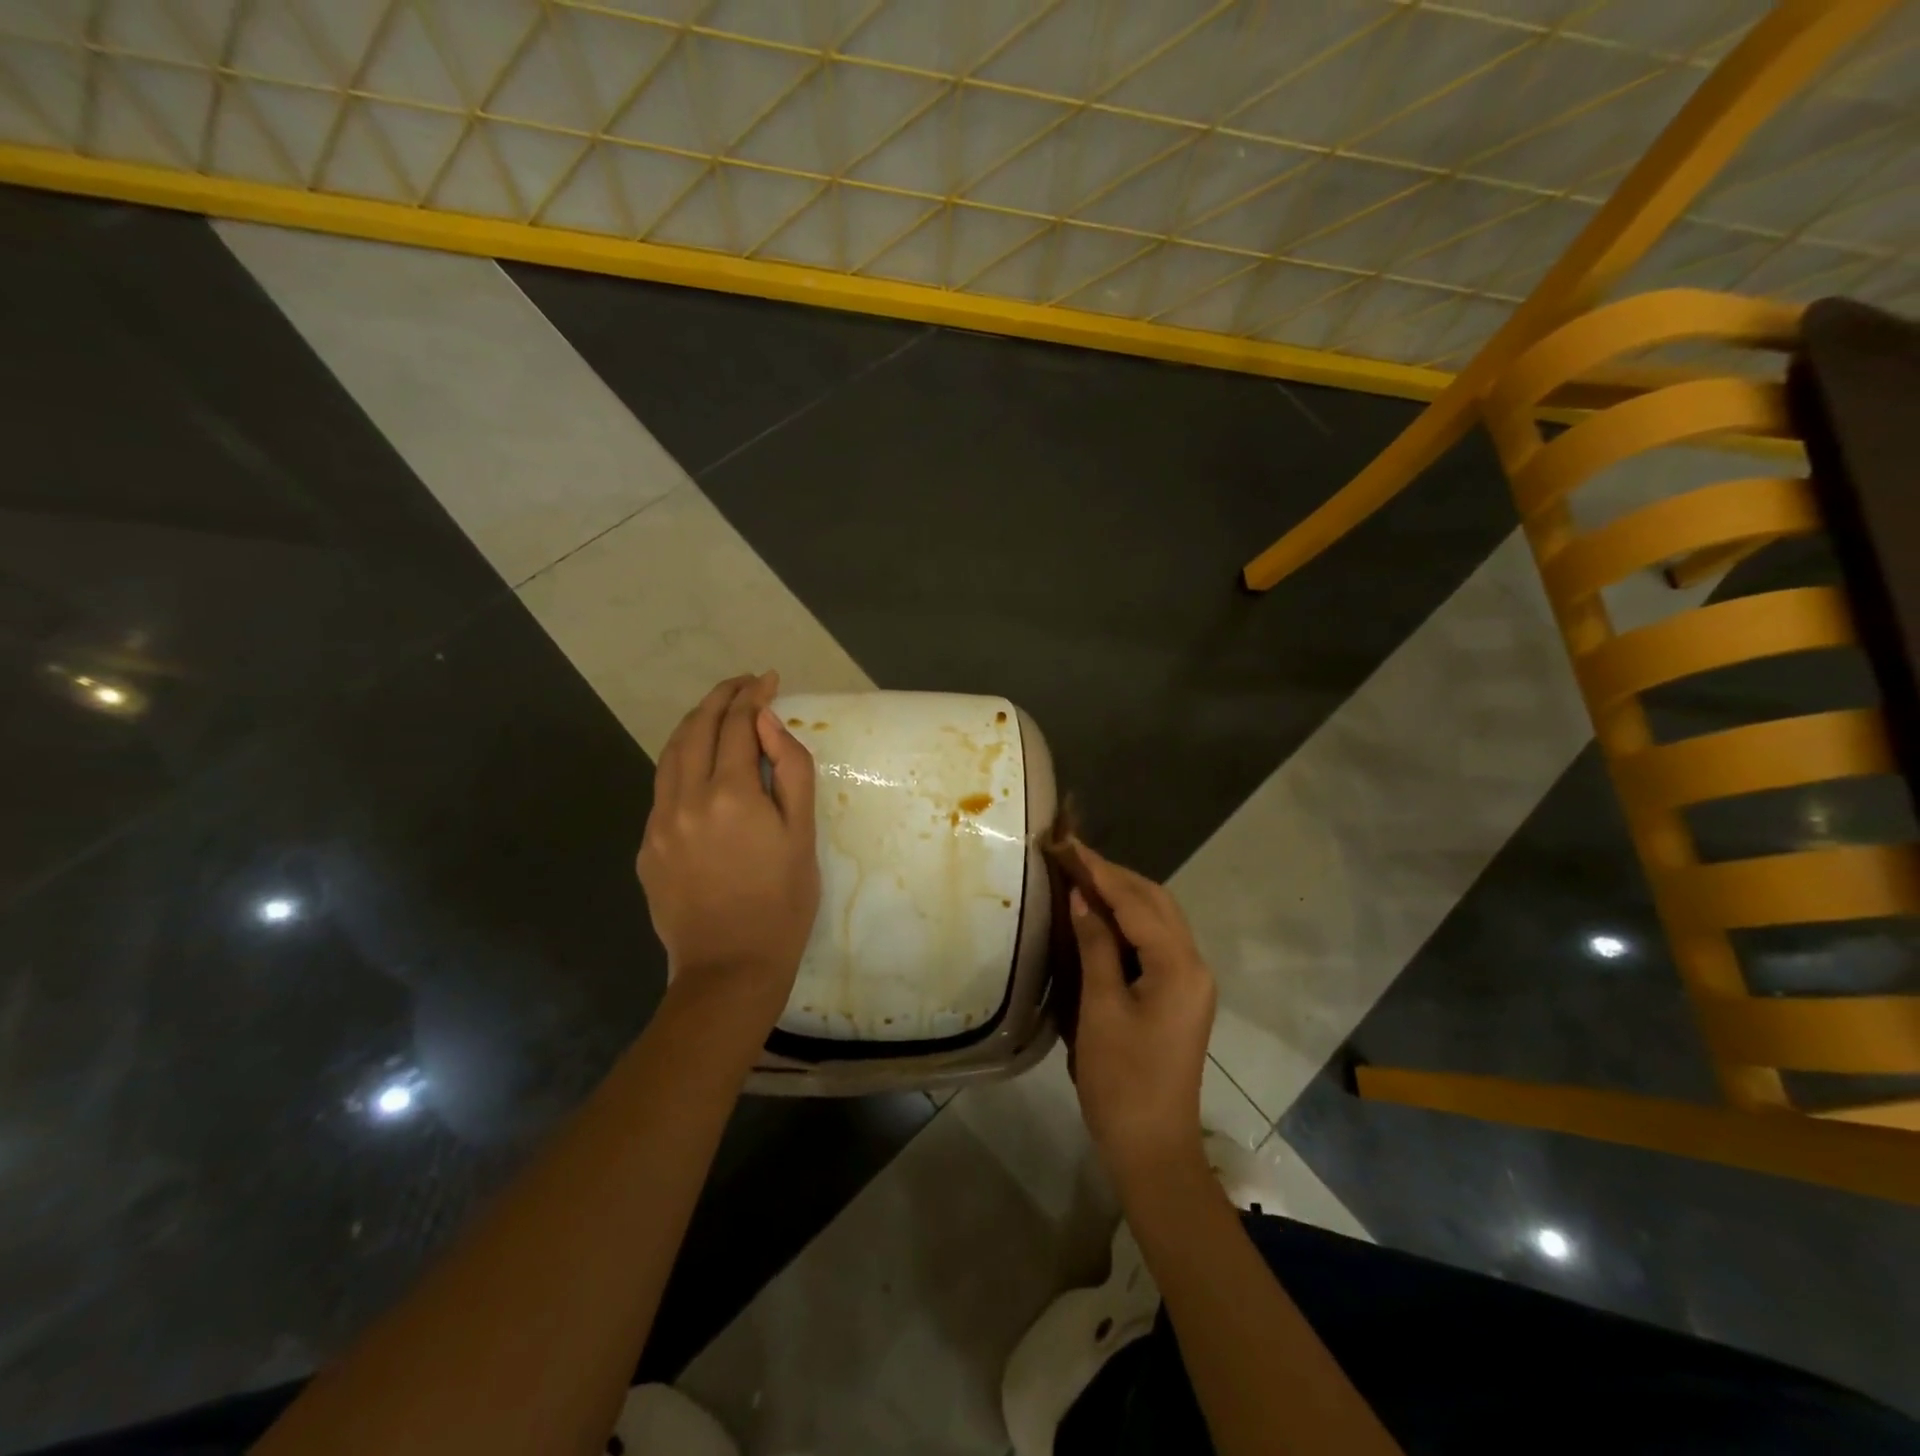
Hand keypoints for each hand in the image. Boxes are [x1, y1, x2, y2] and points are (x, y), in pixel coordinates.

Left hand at [637, 672, 819, 1031]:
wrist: (730, 968)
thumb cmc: (782, 903)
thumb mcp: (803, 835)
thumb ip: (791, 771)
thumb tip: (769, 723)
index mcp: (731, 794)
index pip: (737, 724)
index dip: (753, 696)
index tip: (768, 679)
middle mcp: (686, 798)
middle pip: (697, 729)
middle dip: (721, 698)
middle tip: (744, 684)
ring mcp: (659, 822)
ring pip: (671, 753)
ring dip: (695, 723)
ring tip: (718, 710)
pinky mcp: (647, 845)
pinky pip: (662, 786)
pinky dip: (681, 760)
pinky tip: (698, 763)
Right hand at [1066, 844, 1216, 1190]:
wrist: (1154, 1148)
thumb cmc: (1122, 1080)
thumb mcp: (1101, 1009)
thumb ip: (1095, 947)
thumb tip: (1081, 898)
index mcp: (1179, 966)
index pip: (1137, 902)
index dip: (1100, 871)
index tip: (1069, 845)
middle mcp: (1195, 965)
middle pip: (1157, 902)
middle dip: (1116, 877)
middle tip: (1073, 859)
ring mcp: (1191, 982)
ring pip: (1160, 920)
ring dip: (1124, 896)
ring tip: (1082, 880)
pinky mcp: (1181, 997)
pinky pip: (1157, 943)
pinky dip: (1130, 923)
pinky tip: (1101, 920)